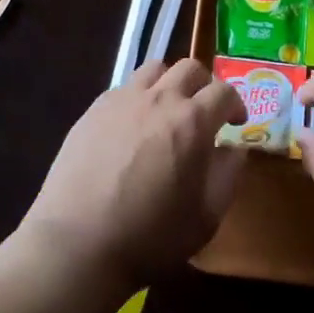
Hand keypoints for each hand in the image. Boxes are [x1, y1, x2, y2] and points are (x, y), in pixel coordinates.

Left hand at [18, 58, 245, 294]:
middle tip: (204, 110)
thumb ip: (228, 176)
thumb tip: (234, 149)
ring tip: (167, 110)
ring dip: (169, 82)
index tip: (235, 121)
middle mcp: (159, 98)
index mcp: (192, 121)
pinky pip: (124, 89)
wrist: (77, 244)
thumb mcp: (205, 218)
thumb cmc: (150, 237)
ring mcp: (123, 100)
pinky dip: (138, 99)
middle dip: (204, 84)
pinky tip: (132, 128)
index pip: (223, 91)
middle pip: (190, 68)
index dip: (235, 103)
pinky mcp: (93, 110)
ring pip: (154, 69)